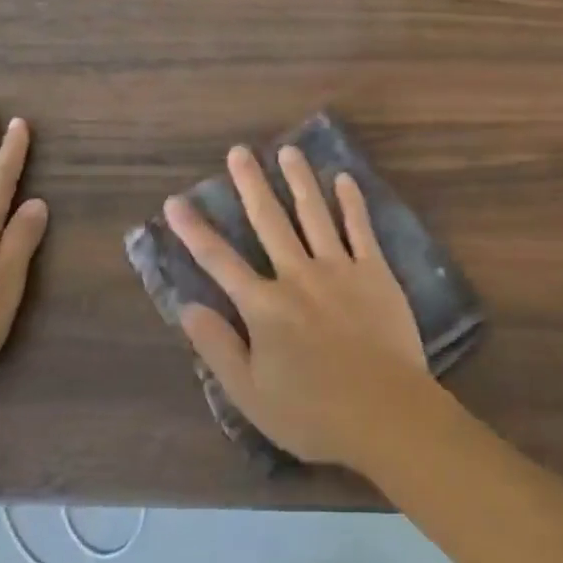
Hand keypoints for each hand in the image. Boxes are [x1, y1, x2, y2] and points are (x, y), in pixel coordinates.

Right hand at [164, 145, 429, 468]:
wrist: (385, 413)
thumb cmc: (313, 413)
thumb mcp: (250, 394)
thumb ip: (217, 347)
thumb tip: (187, 307)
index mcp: (264, 306)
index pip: (220, 261)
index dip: (195, 230)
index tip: (177, 200)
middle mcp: (297, 276)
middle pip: (268, 222)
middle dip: (250, 184)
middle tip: (239, 151)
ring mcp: (339, 268)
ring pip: (313, 213)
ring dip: (299, 180)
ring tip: (288, 149)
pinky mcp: (375, 272)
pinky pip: (360, 228)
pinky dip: (351, 202)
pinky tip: (344, 178)